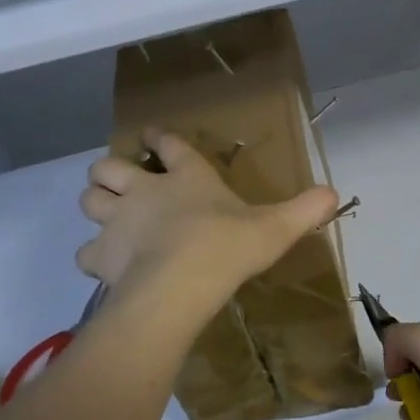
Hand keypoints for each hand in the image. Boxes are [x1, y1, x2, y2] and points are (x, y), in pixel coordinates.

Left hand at [78, 130, 338, 302]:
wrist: (181, 283)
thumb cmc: (228, 246)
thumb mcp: (277, 227)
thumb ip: (304, 209)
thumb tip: (333, 192)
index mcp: (187, 177)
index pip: (169, 146)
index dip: (160, 139)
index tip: (154, 136)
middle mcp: (145, 191)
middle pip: (109, 166)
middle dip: (111, 171)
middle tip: (121, 184)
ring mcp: (118, 221)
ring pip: (89, 200)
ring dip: (96, 204)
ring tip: (108, 217)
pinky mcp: (101, 255)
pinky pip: (85, 251)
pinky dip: (93, 255)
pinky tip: (107, 265)